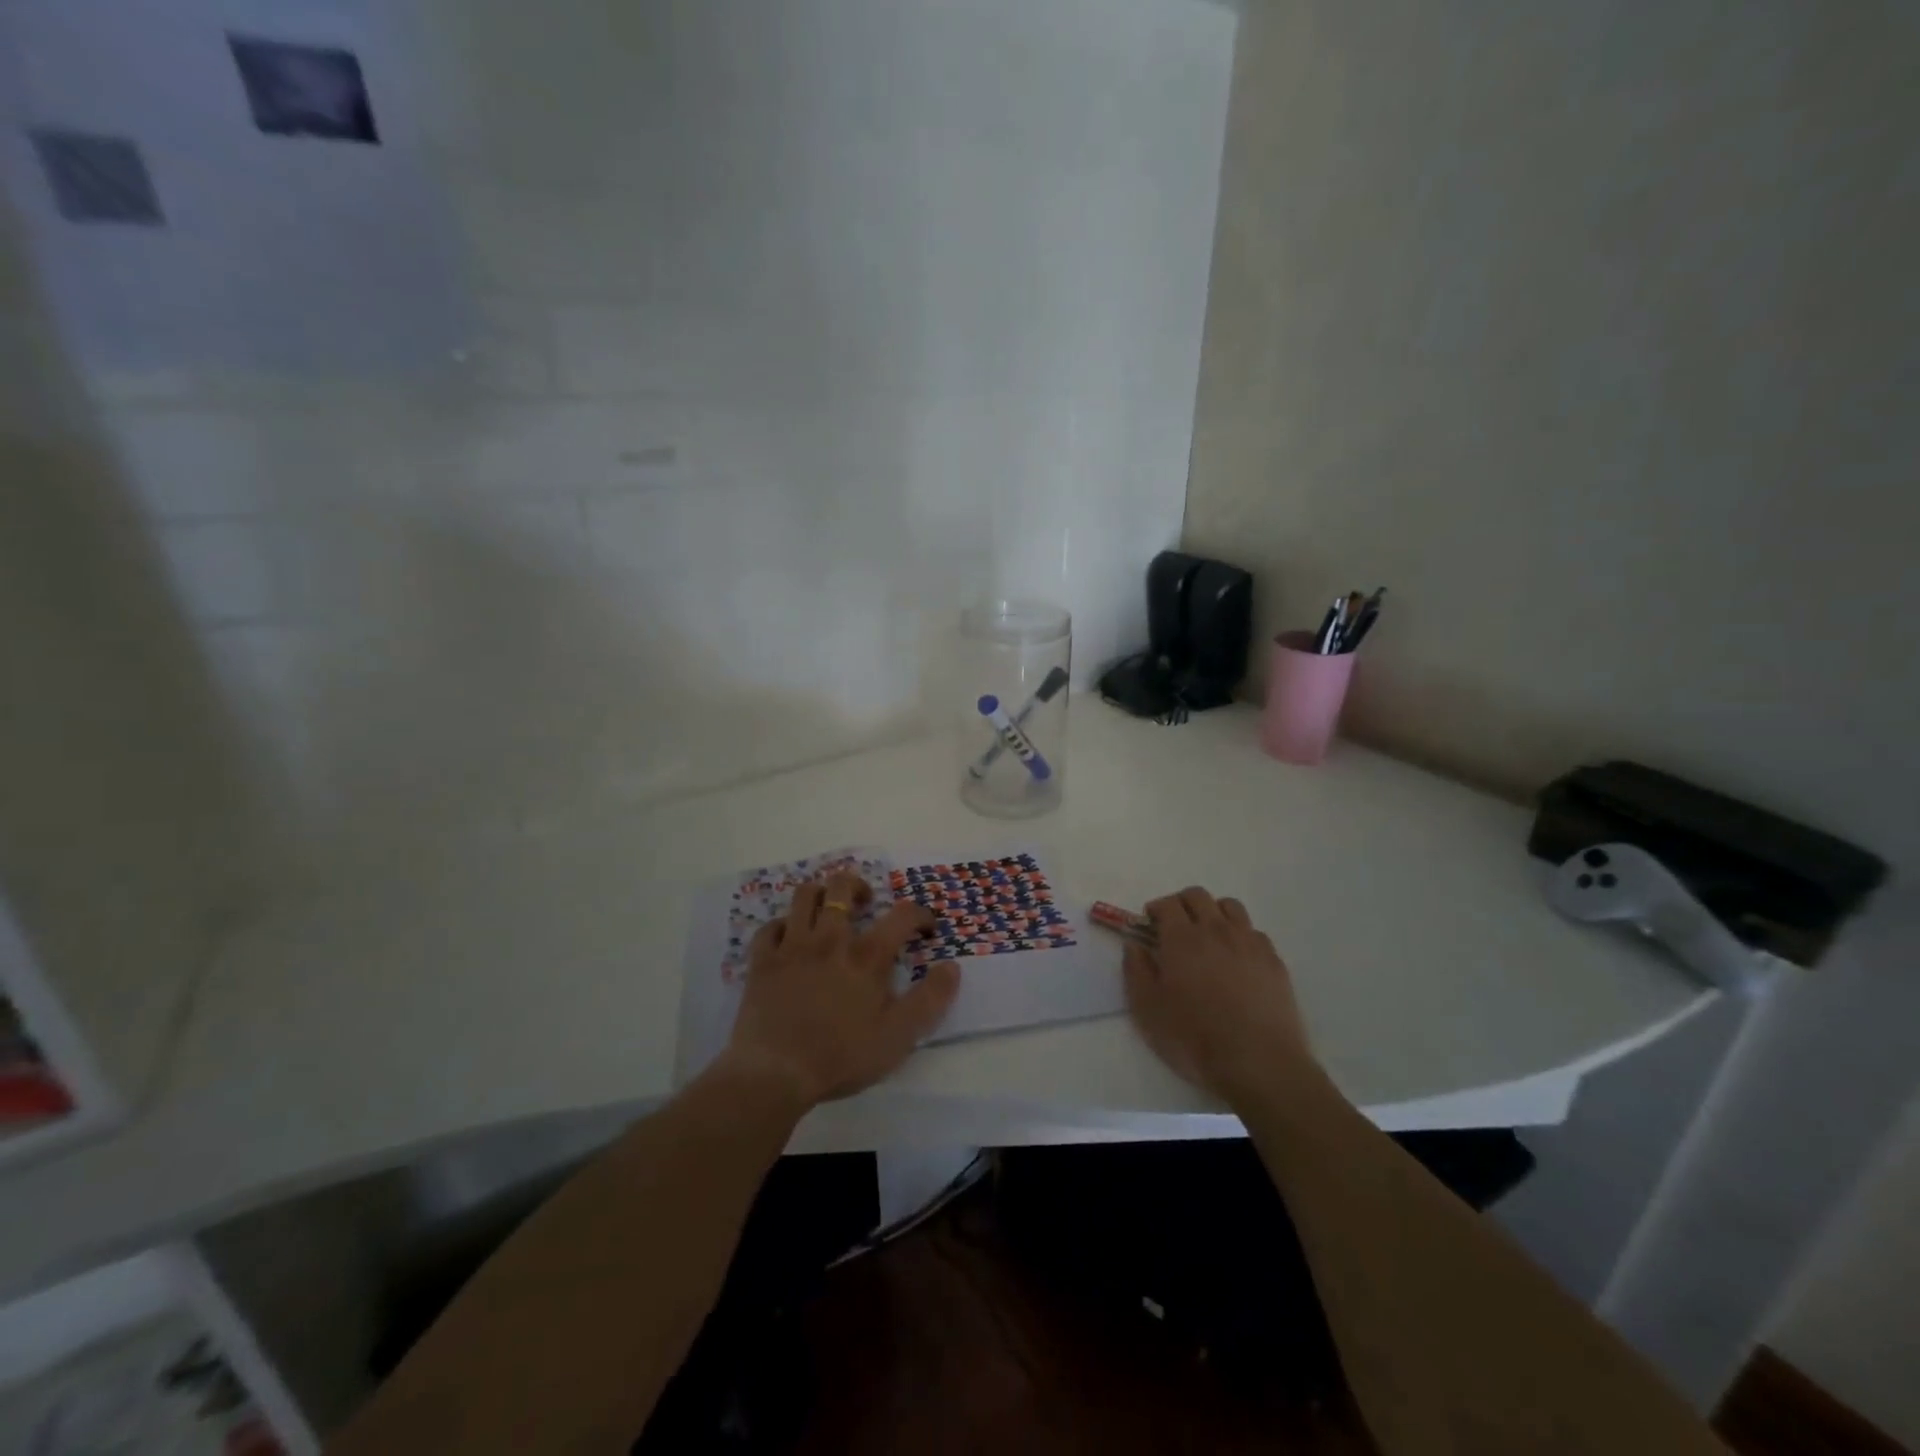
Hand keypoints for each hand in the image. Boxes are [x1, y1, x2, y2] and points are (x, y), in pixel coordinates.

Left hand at [721, 872, 958, 1108]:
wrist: (775, 1074)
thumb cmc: (841, 1056)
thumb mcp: (899, 1036)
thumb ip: (930, 999)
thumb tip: (952, 966)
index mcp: (867, 956)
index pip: (902, 915)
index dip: (920, 914)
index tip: (926, 928)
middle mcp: (830, 939)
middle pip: (842, 888)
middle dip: (858, 886)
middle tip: (866, 902)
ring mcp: (792, 947)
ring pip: (804, 896)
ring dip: (819, 894)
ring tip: (827, 910)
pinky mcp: (762, 962)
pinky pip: (770, 927)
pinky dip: (781, 927)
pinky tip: (788, 939)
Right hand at [1124, 886, 1312, 1104]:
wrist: (1259, 1063)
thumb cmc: (1195, 1038)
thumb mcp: (1148, 1010)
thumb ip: (1136, 970)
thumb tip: (1134, 944)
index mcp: (1182, 938)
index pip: (1167, 903)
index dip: (1155, 909)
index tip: (1148, 926)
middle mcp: (1216, 930)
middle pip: (1198, 896)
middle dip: (1181, 904)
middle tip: (1174, 928)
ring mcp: (1249, 942)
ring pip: (1230, 906)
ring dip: (1213, 912)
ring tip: (1208, 938)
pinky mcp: (1274, 960)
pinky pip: (1254, 932)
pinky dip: (1240, 935)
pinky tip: (1237, 960)